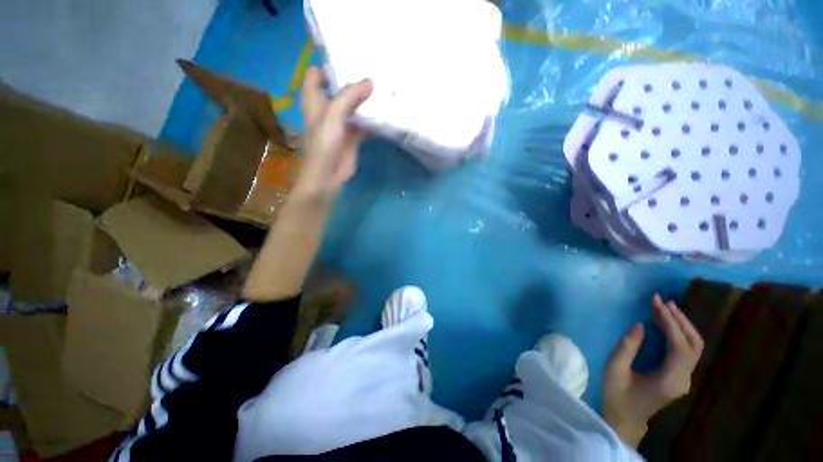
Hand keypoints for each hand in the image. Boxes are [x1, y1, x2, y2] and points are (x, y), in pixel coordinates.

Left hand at [295, 67, 372, 197]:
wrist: (327, 176)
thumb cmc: (323, 144)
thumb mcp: (332, 115)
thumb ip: (349, 96)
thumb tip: (370, 81)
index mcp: (315, 100)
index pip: (316, 74)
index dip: (328, 66)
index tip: (348, 61)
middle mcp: (328, 109)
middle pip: (339, 89)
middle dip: (354, 82)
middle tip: (374, 73)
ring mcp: (342, 123)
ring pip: (354, 106)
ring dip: (366, 100)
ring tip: (384, 89)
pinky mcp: (354, 136)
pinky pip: (365, 123)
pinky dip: (374, 119)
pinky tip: (386, 113)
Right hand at [603, 294, 703, 446]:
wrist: (625, 419)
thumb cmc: (617, 394)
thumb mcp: (615, 368)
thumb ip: (628, 346)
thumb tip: (640, 324)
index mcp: (670, 379)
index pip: (680, 346)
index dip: (670, 322)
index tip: (656, 303)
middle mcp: (684, 378)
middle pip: (694, 344)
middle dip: (680, 320)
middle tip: (663, 301)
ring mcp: (684, 379)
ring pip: (694, 347)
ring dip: (682, 325)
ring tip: (666, 308)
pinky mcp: (679, 377)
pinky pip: (686, 351)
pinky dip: (679, 334)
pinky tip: (666, 324)